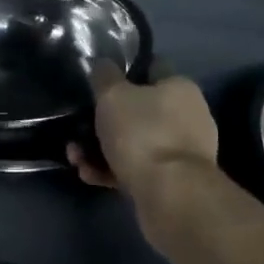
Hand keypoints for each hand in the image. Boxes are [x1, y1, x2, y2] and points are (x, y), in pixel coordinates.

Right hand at [68, 65, 218, 228]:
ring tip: (76, 158)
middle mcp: (187, 116)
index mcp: (180, 88)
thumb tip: (103, 65)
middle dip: (104, 120)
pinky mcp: (173, 183)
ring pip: (134, 142)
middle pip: (139, 110)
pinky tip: (89, 176)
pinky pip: (138, 169)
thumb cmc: (143, 134)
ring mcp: (181, 152)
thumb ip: (104, 75)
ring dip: (102, 149)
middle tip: (79, 128)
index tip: (99, 82)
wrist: (172, 198)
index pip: (151, 68)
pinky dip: (113, 171)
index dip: (124, 72)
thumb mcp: (113, 95)